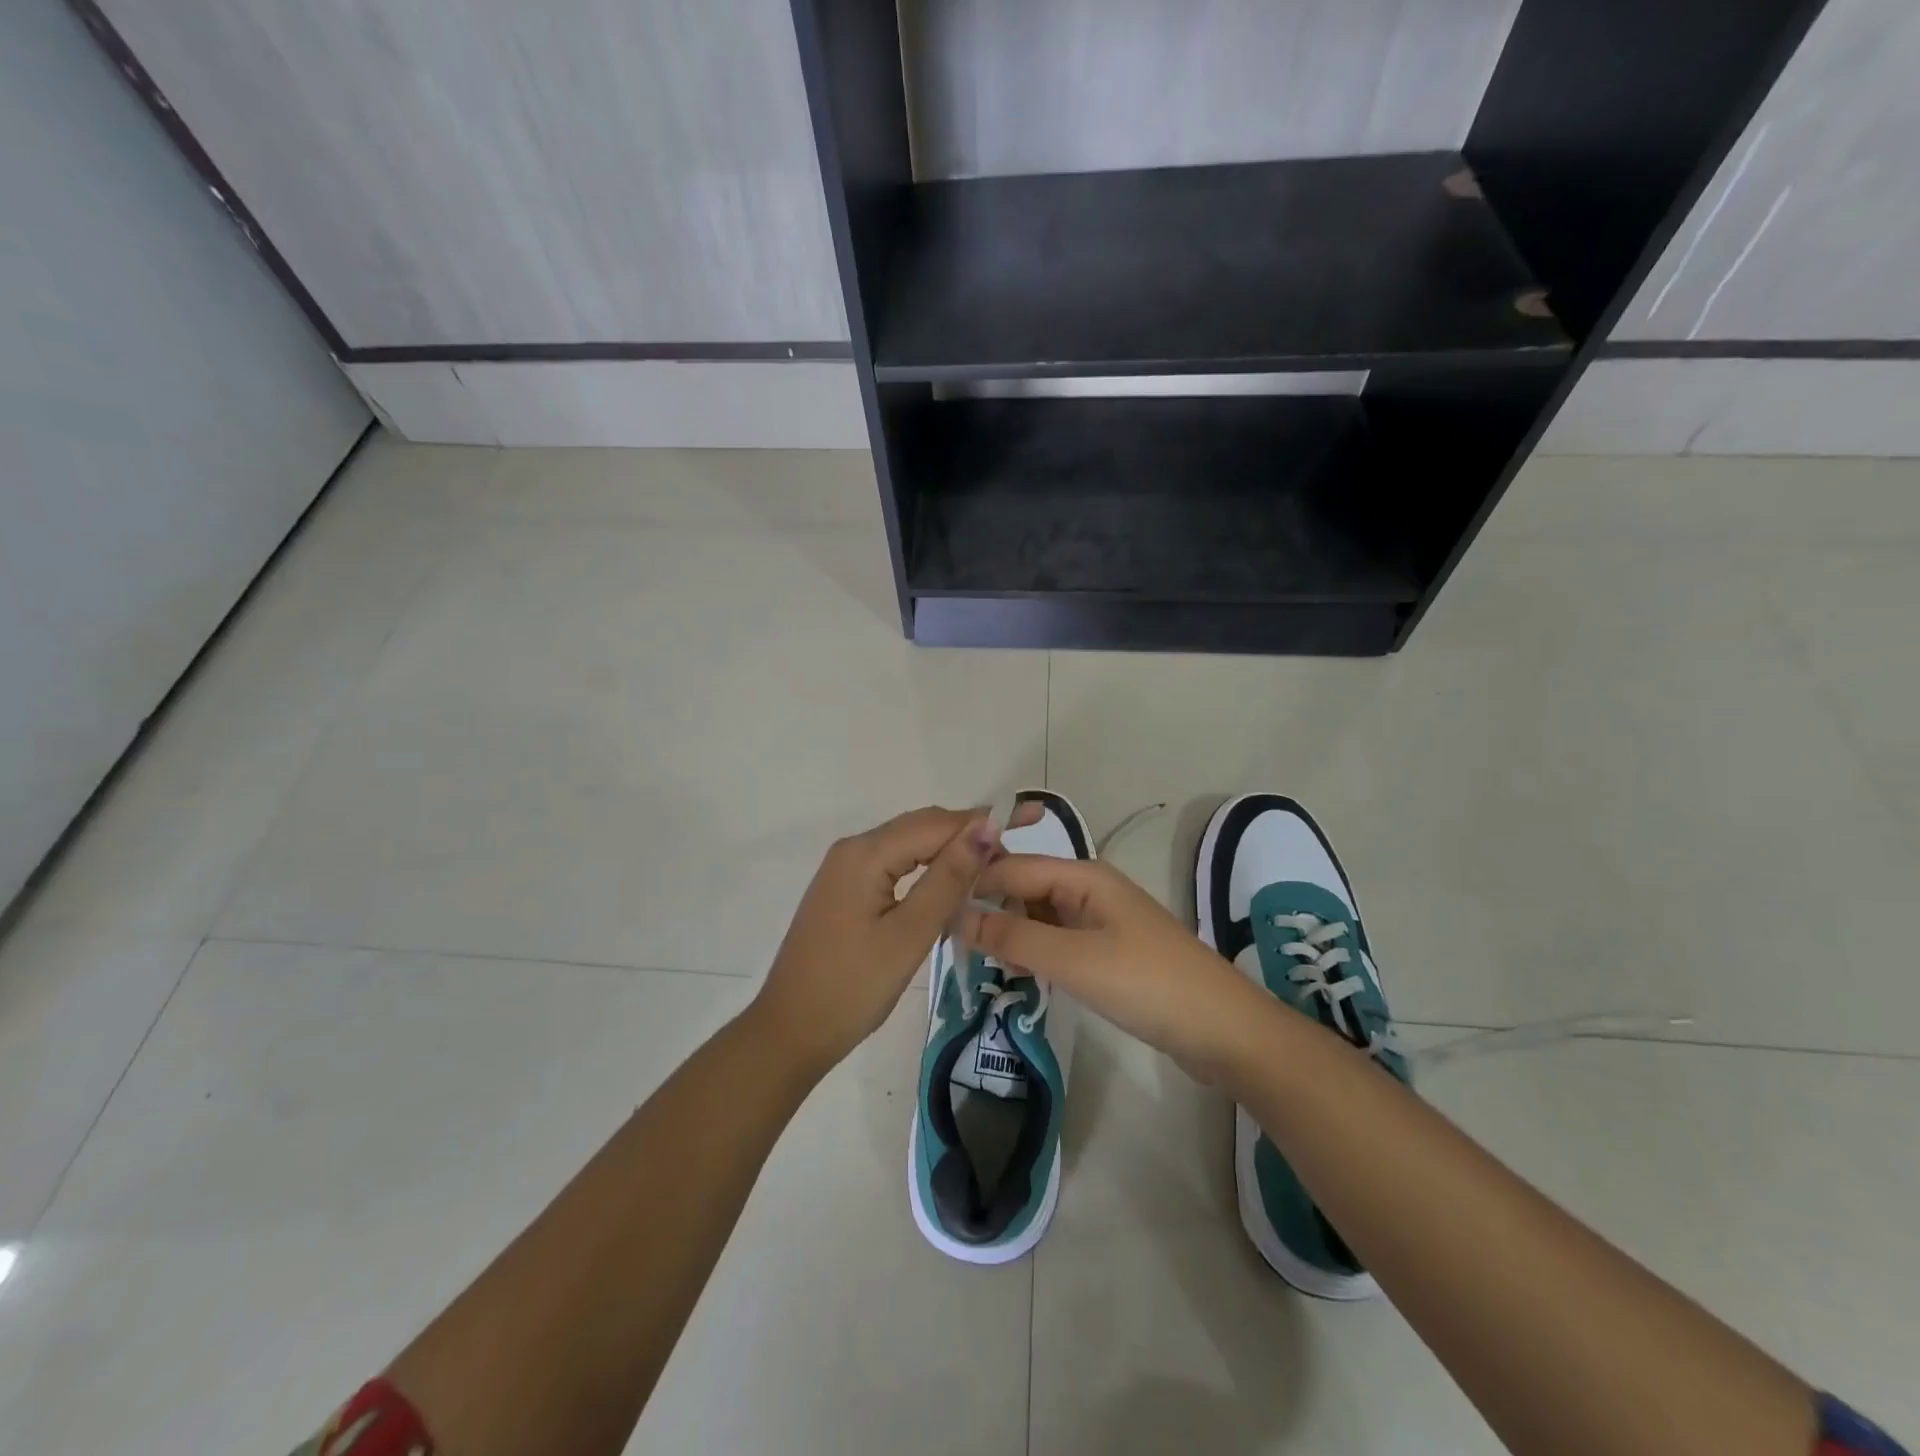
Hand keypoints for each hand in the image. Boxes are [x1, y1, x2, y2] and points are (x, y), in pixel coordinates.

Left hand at [749, 806, 1007, 1078]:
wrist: (790, 1032)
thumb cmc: (853, 988)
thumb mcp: (909, 935)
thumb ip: (948, 879)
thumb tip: (985, 828)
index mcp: (865, 853)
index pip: (934, 823)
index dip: (980, 826)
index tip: (1022, 834)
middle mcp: (852, 849)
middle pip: (919, 827)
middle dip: (965, 835)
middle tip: (1010, 858)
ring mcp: (844, 869)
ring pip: (906, 845)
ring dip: (946, 852)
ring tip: (988, 871)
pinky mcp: (844, 889)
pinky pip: (892, 864)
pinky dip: (924, 868)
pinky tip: (947, 886)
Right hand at [963, 856, 1270, 1083]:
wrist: (1223, 1031)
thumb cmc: (1146, 984)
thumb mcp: (1072, 959)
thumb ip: (1013, 935)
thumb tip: (956, 916)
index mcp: (1083, 876)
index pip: (1013, 866)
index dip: (973, 884)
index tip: (932, 911)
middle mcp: (1090, 889)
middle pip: (1026, 887)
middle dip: (989, 908)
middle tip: (948, 942)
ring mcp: (1101, 922)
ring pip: (1040, 916)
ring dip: (1010, 933)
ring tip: (973, 960)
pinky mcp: (1109, 953)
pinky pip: (1058, 942)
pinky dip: (1034, 953)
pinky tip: (1016, 974)